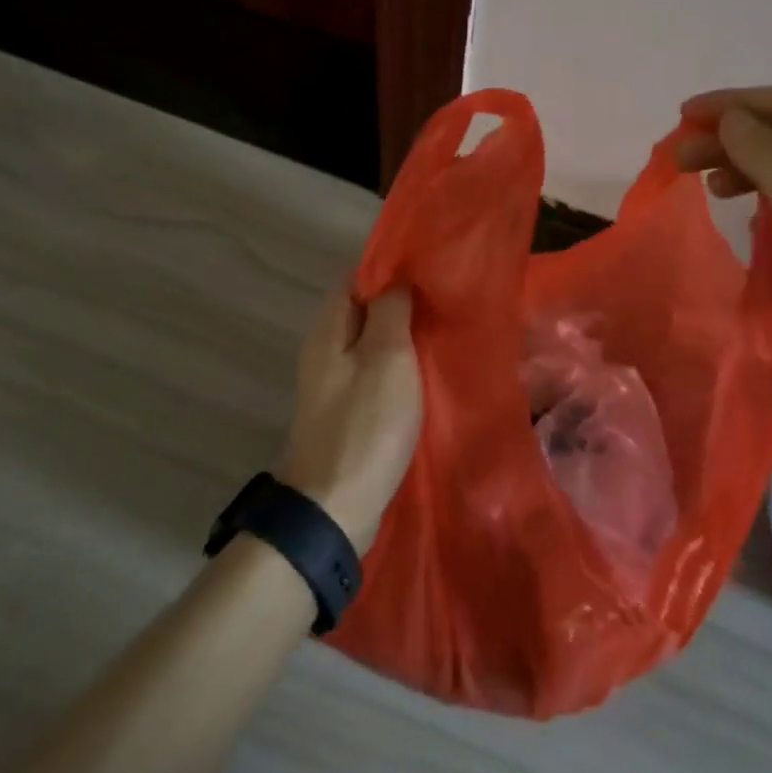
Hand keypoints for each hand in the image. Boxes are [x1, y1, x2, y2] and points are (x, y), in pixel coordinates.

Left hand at [275, 291, 421, 552]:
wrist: (334, 506)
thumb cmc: (365, 424)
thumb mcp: (386, 357)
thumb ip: (390, 311)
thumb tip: (396, 282)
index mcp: (329, 329)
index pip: (356, 278)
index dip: (390, 268)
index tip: (429, 266)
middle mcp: (326, 349)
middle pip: (365, 310)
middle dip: (402, 302)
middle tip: (445, 298)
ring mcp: (335, 383)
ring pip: (372, 343)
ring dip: (403, 336)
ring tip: (444, 330)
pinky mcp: (348, 410)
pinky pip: (376, 373)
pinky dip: (400, 367)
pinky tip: (427, 370)